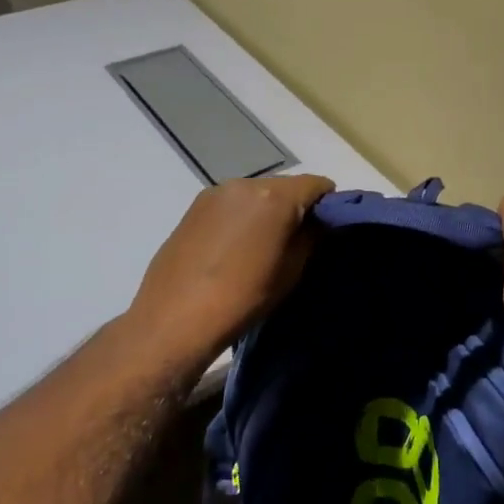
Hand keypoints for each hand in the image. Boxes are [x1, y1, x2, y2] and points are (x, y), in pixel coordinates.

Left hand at [124, 174, 333, 366]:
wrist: (175, 319)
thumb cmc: (244, 297)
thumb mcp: (292, 270)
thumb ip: (312, 237)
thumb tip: (318, 222)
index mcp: (275, 196)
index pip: (317, 184)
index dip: (329, 204)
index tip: (327, 228)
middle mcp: (246, 183)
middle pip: (286, 186)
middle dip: (296, 206)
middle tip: (296, 239)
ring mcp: (216, 192)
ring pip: (257, 193)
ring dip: (267, 210)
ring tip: (262, 245)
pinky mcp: (194, 206)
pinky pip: (233, 203)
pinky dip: (243, 216)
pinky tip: (235, 246)